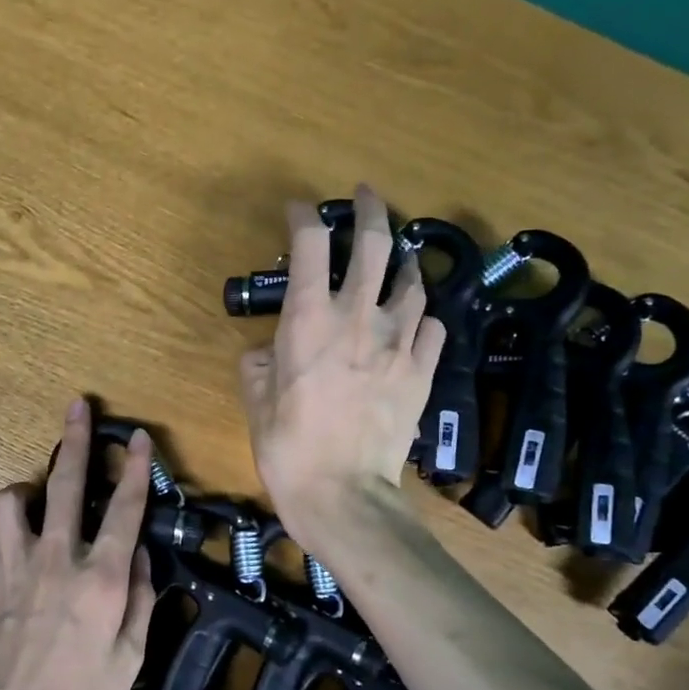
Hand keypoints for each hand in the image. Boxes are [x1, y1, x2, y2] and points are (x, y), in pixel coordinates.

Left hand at [0, 398, 157, 689]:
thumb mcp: (131, 658)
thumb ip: (138, 598)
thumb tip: (137, 553)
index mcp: (100, 578)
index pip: (125, 508)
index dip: (135, 467)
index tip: (138, 438)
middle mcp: (55, 560)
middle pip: (67, 484)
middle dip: (75, 440)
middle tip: (76, 407)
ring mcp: (9, 570)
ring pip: (8, 502)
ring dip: (21, 494)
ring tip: (30, 505)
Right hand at [238, 184, 444, 558]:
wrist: (342, 492)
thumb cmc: (287, 446)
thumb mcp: (255, 399)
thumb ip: (260, 360)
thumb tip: (272, 350)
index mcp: (309, 319)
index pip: (308, 244)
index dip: (303, 217)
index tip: (298, 211)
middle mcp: (358, 316)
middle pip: (374, 243)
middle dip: (369, 210)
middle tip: (366, 197)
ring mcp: (399, 341)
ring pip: (412, 280)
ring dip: (403, 262)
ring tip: (398, 258)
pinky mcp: (423, 369)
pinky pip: (434, 327)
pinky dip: (423, 317)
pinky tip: (416, 321)